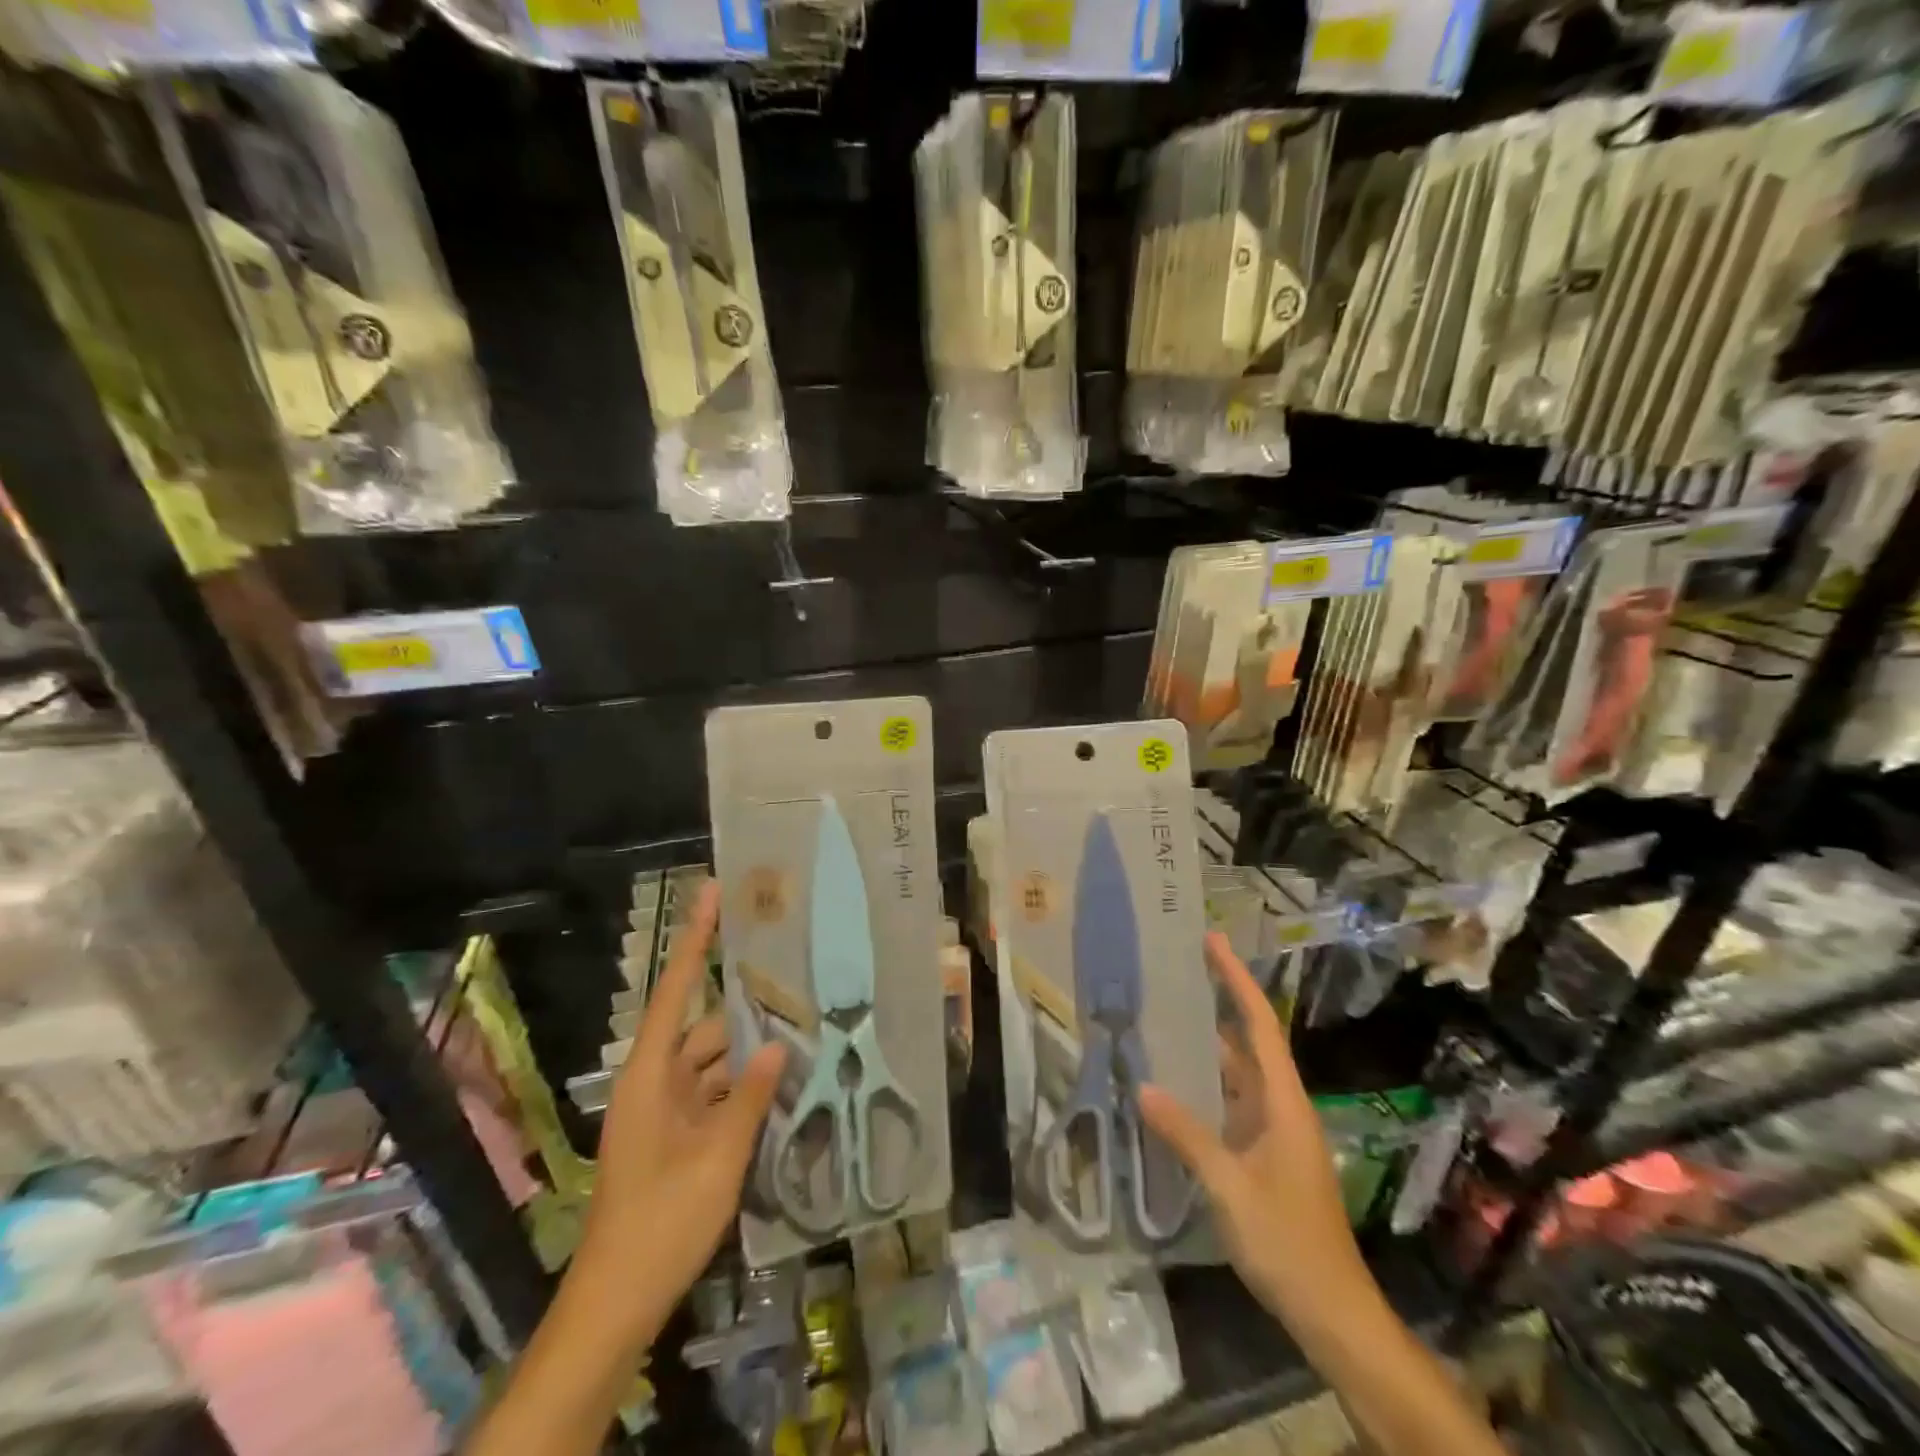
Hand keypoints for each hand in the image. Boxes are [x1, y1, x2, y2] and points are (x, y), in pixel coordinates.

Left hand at [581, 879, 784, 1313]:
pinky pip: (716, 1093)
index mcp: (650, 1074)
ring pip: (715, 1062)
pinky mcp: (678, 1135)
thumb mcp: (717, 1158)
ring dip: (751, 1053)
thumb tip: (779, 1045)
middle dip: (748, 1009)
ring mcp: (667, 1110)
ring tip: (803, 1030)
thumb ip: (749, 1097)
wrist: (618, 1299)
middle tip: (796, 982)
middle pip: (705, 1027)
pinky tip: (785, 1082)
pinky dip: (745, 1087)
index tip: (712, 893)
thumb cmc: (661, 1220)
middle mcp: (656, 1081)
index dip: (694, 940)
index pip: (675, 990)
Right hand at [1140, 933, 1372, 1332]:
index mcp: (1284, 1102)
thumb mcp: (1231, 1188)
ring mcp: (1273, 1132)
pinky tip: (1171, 1086)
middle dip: (1215, 1004)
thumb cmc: (1288, 1242)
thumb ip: (1187, 1135)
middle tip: (1172, 974)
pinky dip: (1203, 1087)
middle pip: (1247, 1042)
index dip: (1237, 980)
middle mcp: (1281, 1107)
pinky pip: (1230, 1104)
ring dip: (1205, 1047)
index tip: (1213, 941)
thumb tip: (1143, 1087)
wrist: (1333, 1313)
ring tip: (1161, 1019)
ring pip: (1236, 1075)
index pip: (1260, 1025)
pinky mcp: (1263, 1156)